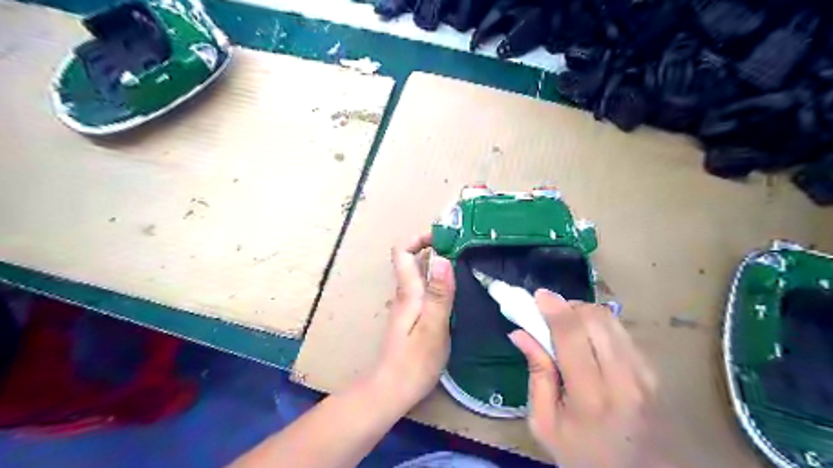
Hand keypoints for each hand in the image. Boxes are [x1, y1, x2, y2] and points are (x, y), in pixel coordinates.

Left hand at [373, 234, 458, 409]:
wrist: (391, 390)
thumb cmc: (414, 362)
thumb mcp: (433, 328)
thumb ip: (439, 294)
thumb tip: (442, 258)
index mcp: (408, 292)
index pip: (402, 252)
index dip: (419, 238)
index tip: (444, 237)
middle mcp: (404, 294)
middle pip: (411, 260)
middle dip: (433, 248)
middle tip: (462, 249)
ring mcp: (406, 307)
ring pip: (418, 275)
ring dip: (437, 265)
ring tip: (464, 266)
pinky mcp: (411, 318)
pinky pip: (423, 290)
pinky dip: (437, 283)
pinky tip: (455, 293)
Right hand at [512, 291, 672, 467]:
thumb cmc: (583, 455)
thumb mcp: (545, 423)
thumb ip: (536, 374)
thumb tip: (520, 333)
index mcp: (591, 397)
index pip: (572, 336)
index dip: (553, 308)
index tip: (538, 295)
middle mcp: (624, 379)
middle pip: (595, 319)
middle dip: (568, 306)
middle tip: (549, 314)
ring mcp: (644, 374)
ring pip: (611, 320)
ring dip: (584, 313)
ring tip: (567, 326)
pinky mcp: (654, 372)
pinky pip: (621, 332)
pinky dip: (599, 326)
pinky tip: (588, 341)